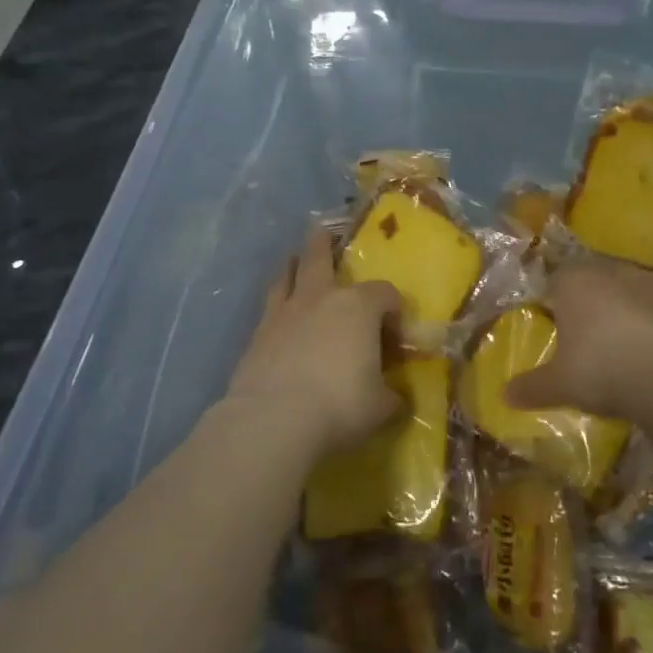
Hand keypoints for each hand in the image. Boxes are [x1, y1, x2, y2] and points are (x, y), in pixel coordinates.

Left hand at [225, 228, 402, 458]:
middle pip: (321, 260)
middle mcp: (320, 299)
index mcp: (358, 308)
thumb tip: (394, 399)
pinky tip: (277, 315)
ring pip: (288, 277)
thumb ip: (390, 397)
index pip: (384, 294)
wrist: (274, 420)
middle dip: (323, 246)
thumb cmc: (340, 405)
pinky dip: (276, 303)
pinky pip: (269, 307)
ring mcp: (284, 313)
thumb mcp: (380, 407)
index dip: (394, 310)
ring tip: (291, 260)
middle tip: (322, 233)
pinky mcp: (257, 334)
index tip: (394, 333)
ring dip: (292, 266)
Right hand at [504, 259, 652, 420]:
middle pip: (592, 284)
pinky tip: (646, 356)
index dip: (550, 303)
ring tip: (615, 346)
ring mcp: (650, 287)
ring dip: (620, 313)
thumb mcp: (557, 385)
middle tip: (580, 337)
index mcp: (574, 282)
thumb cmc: (599, 369)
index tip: (549, 326)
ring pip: (626, 295)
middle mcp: (611, 273)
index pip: (554, 282)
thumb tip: (504, 395)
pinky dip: (649, 329)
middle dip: (586, 305)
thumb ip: (531, 387)